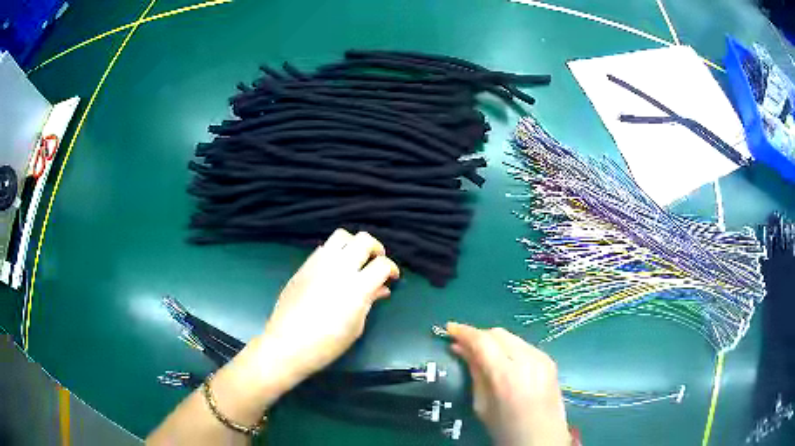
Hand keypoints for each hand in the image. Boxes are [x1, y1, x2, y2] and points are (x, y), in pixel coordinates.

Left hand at [260, 229, 399, 387]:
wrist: (287, 344)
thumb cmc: (326, 344)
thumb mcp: (355, 326)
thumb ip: (369, 302)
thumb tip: (381, 288)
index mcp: (356, 287)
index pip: (381, 264)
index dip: (391, 269)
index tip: (392, 277)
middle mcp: (338, 268)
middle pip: (363, 240)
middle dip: (376, 248)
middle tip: (377, 262)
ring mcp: (319, 264)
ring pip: (341, 236)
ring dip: (354, 244)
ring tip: (356, 259)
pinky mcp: (304, 266)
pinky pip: (324, 248)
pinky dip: (336, 252)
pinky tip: (335, 268)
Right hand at [447, 323, 570, 445]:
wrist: (542, 438)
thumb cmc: (506, 429)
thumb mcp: (482, 405)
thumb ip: (474, 373)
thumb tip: (460, 349)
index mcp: (506, 376)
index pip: (482, 341)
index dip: (463, 332)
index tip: (448, 329)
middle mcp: (527, 360)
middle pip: (498, 333)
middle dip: (478, 335)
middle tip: (463, 344)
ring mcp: (541, 358)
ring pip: (511, 337)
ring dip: (493, 341)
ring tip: (481, 353)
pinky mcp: (549, 361)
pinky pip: (524, 346)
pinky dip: (509, 348)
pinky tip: (503, 361)